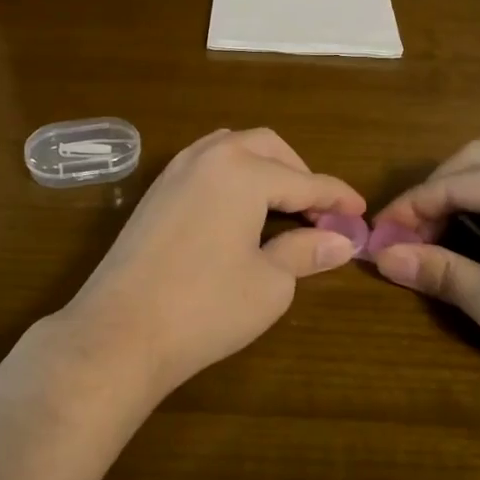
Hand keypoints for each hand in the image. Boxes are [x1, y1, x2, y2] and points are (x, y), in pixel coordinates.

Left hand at [55, 128, 364, 396]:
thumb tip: (342, 240)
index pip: (305, 180)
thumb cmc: (205, 308)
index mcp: (243, 171)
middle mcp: (209, 157)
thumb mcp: (270, 284)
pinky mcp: (155, 192)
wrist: (119, 332)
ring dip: (263, 167)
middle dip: (299, 173)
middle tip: (320, 211)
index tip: (360, 212)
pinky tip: (238, 210)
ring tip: (281, 205)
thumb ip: (306, 252)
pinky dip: (232, 176)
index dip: (337, 197)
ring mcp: (175, 171)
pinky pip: (205, 164)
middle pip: (268, 147)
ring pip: (232, 148)